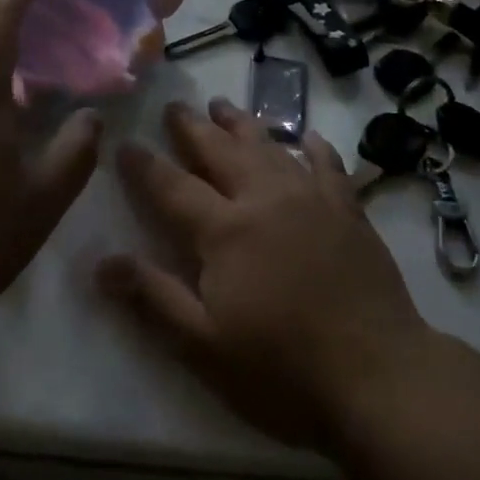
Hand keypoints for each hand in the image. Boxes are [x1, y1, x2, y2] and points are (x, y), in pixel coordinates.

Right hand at [97, 99, 430, 451]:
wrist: (377, 374)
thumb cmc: (282, 370)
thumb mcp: (205, 346)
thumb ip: (153, 297)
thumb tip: (102, 262)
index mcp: (225, 230)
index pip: (173, 186)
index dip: (145, 164)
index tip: (125, 143)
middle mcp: (264, 198)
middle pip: (220, 151)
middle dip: (193, 127)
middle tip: (175, 106)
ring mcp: (310, 198)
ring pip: (269, 146)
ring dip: (242, 124)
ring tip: (223, 105)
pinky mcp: (348, 209)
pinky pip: (327, 165)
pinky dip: (314, 147)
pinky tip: (309, 137)